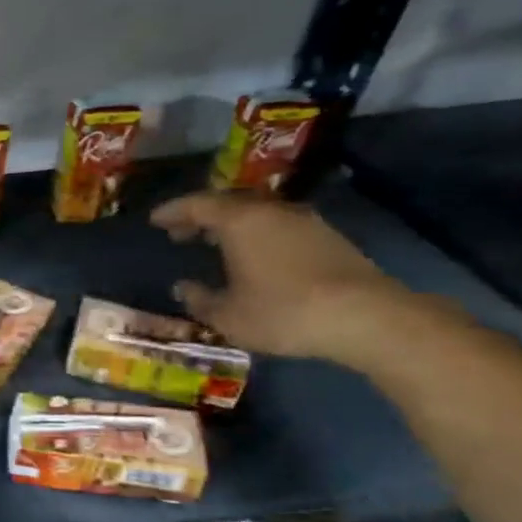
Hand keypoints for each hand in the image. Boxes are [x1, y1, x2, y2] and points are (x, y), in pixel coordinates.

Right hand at [150, 191, 427, 367]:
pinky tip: (253, 256)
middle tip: (180, 233)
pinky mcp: (328, 238)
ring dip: (231, 225)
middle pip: (228, 204)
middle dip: (201, 217)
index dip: (172, 211)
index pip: (196, 205)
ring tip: (214, 243)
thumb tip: (183, 287)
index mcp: (239, 221)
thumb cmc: (283, 312)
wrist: (366, 317)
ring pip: (256, 214)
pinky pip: (278, 226)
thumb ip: (199, 299)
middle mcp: (271, 211)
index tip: (155, 220)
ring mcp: (304, 222)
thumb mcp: (227, 315)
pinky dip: (256, 235)